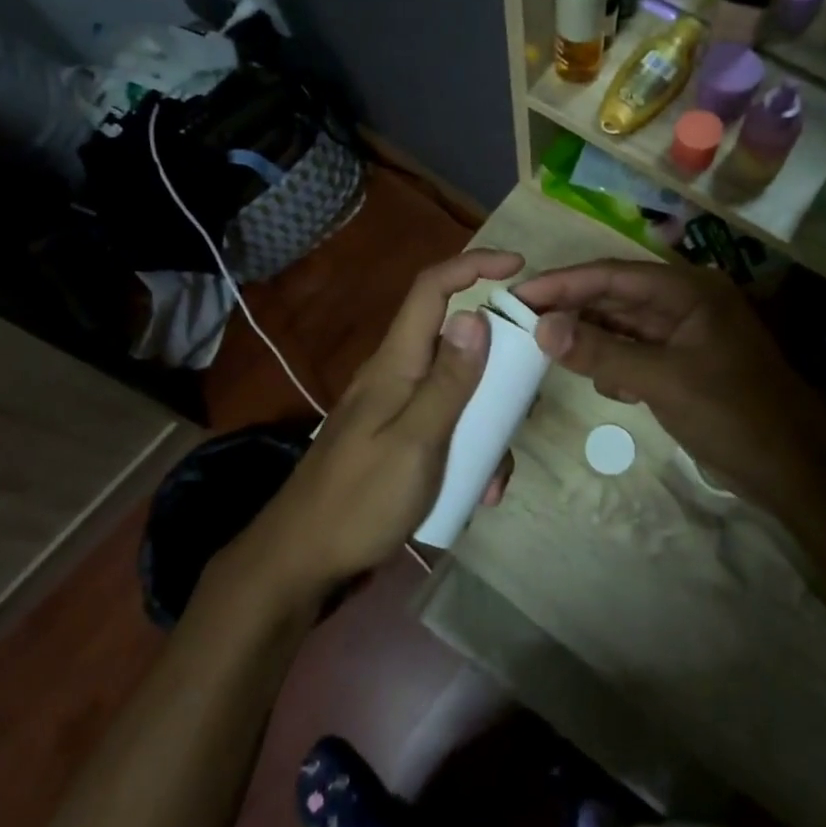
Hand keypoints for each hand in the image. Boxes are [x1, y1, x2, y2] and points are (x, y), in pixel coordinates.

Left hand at [238, 249, 522, 601]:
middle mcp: (395, 375)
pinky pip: (446, 428)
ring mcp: (395, 409)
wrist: (302, 561)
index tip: (519, 266)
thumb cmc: (359, 501)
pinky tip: (476, 490)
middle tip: (523, 404)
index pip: (431, 289)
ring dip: (486, 425)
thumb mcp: (415, 442)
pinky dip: (469, 451)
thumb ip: (448, 382)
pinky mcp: (397, 440)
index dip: (473, 265)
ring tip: (494, 475)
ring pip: (458, 392)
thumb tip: (476, 316)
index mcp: (396, 363)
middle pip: (456, 342)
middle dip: (498, 369)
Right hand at [516, 259, 825, 504]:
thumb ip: (602, 352)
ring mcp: (683, 334)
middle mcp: (684, 303)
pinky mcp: (681, 364)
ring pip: (621, 326)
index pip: (613, 275)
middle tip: (521, 320)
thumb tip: (542, 329)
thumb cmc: (733, 413)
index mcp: (688, 291)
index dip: (564, 283)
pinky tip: (600, 381)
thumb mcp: (662, 380)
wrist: (792, 468)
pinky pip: (634, 352)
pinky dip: (613, 362)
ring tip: (545, 349)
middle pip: (614, 297)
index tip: (520, 294)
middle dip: (571, 309)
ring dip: (589, 337)